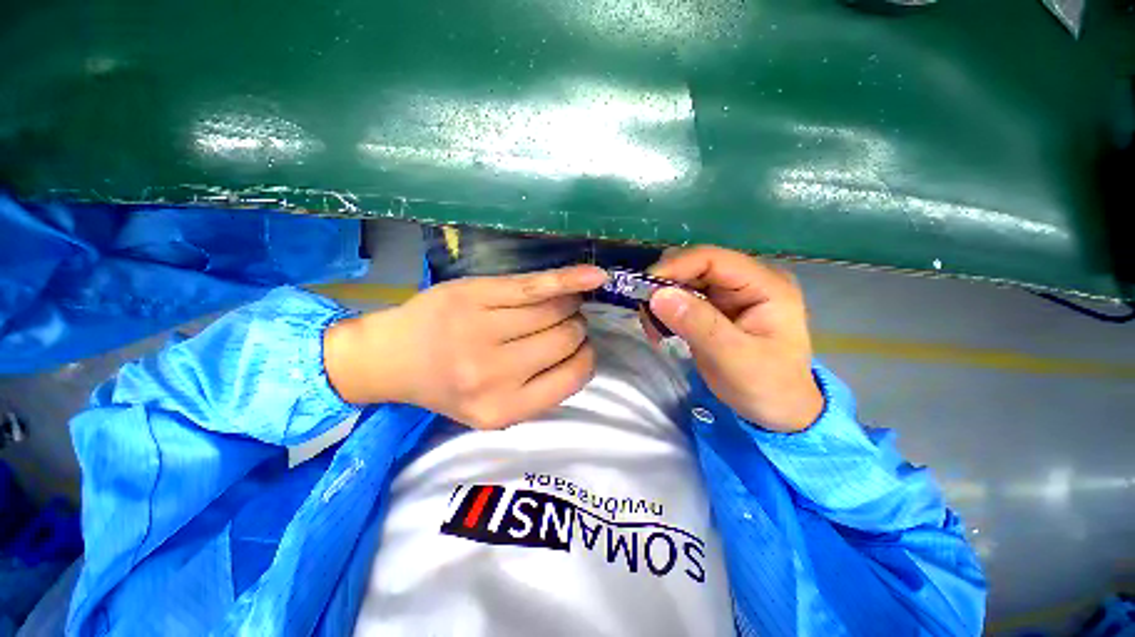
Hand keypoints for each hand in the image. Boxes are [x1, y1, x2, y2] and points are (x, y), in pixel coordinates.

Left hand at [324, 265, 607, 428]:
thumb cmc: (448, 385)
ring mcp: (483, 329)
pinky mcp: (476, 295)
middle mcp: (494, 372)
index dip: (584, 357)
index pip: (573, 376)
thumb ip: (541, 390)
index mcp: (504, 409)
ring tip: (557, 305)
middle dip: (574, 328)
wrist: (391, 357)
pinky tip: (595, 276)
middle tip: (559, 324)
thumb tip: (584, 353)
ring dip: (567, 305)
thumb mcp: (495, 406)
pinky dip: (569, 279)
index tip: (578, 348)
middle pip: (566, 337)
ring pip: (555, 309)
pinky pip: (536, 286)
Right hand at [645, 246, 822, 431]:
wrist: (779, 410)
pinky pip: (683, 297)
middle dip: (664, 286)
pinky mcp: (717, 307)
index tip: (645, 289)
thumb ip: (698, 324)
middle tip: (645, 314)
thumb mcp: (733, 358)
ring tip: (653, 329)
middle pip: (695, 266)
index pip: (712, 259)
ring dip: (662, 300)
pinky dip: (666, 310)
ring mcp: (731, 293)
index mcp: (765, 285)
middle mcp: (748, 281)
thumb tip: (657, 295)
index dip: (675, 267)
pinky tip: (661, 330)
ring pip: (684, 280)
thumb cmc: (767, 386)